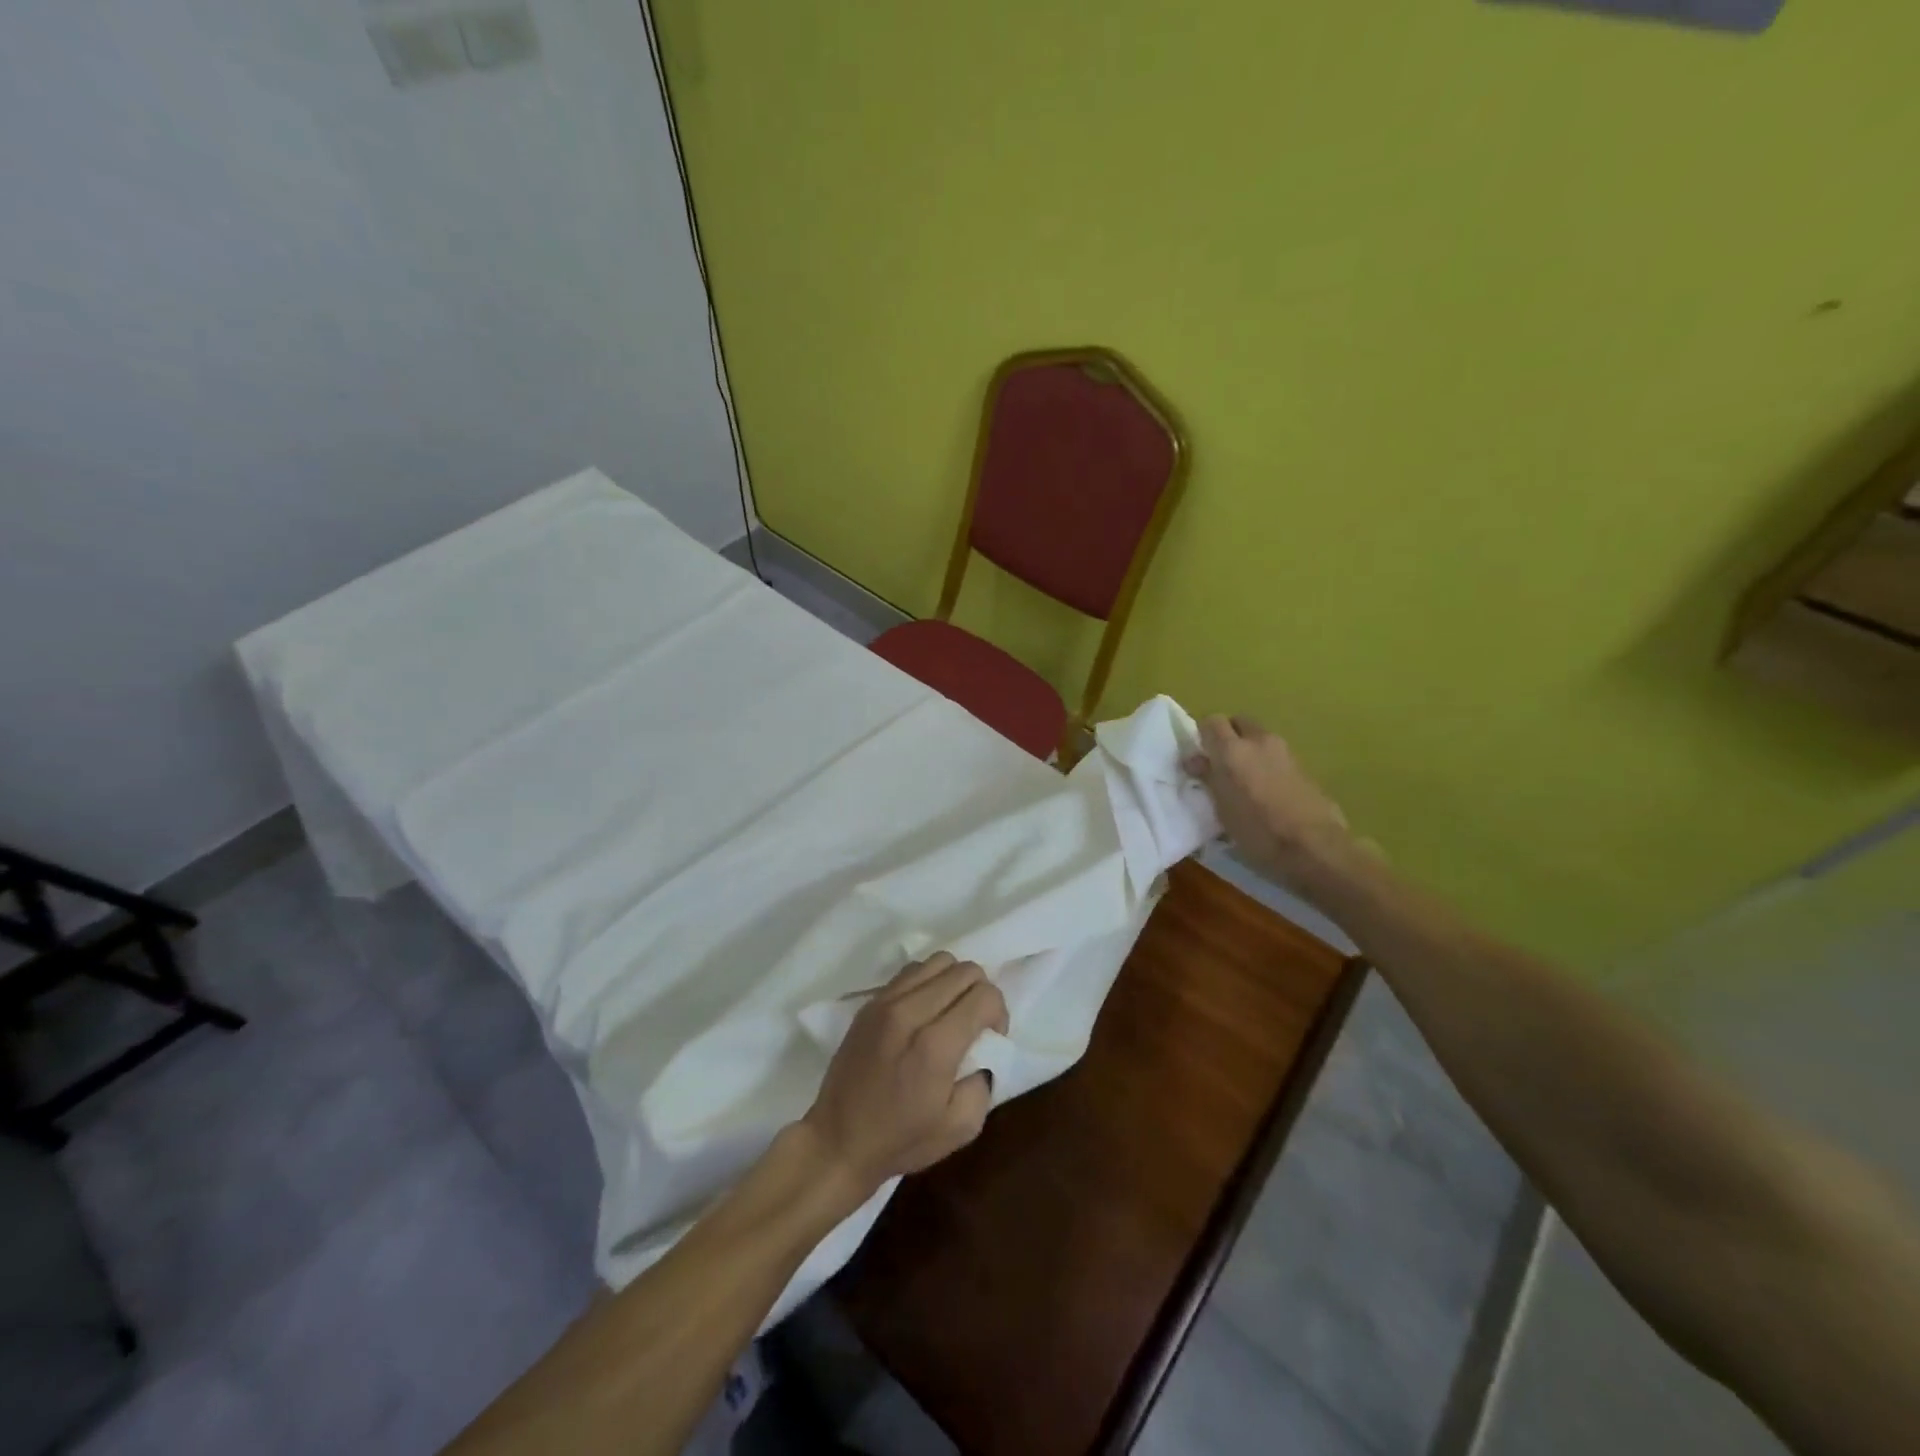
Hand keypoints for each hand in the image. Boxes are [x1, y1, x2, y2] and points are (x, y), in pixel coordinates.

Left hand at [800, 952, 1008, 1203]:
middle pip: (964, 970)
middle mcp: (910, 1012)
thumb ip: (984, 1082)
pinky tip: (924, 1010)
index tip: (992, 1037)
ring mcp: (886, 1002)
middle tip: (975, 1024)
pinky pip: (911, 971)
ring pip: (938, 961)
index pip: (984, 995)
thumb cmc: (901, 1140)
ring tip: (950, 1011)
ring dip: (954, 981)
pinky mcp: (870, 1002)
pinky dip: (928, 982)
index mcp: (935, 1045)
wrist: (838, 1141)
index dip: (999, 1013)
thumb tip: (983, 1051)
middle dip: (981, 992)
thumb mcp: (961, 1127)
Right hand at [1184, 715, 1355, 883]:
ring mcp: (1285, 751)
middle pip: (1238, 722)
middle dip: (1227, 735)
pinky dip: (1266, 762)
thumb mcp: (1222, 810)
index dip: (1202, 735)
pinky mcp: (1303, 765)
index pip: (1211, 721)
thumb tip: (1195, 760)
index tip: (1199, 756)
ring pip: (1259, 737)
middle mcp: (1259, 741)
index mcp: (1232, 750)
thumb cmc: (1258, 832)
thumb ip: (1208, 779)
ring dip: (1249, 749)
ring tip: (1243, 779)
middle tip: (1220, 762)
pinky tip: (1266, 789)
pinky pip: (1276, 754)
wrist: (1315, 848)